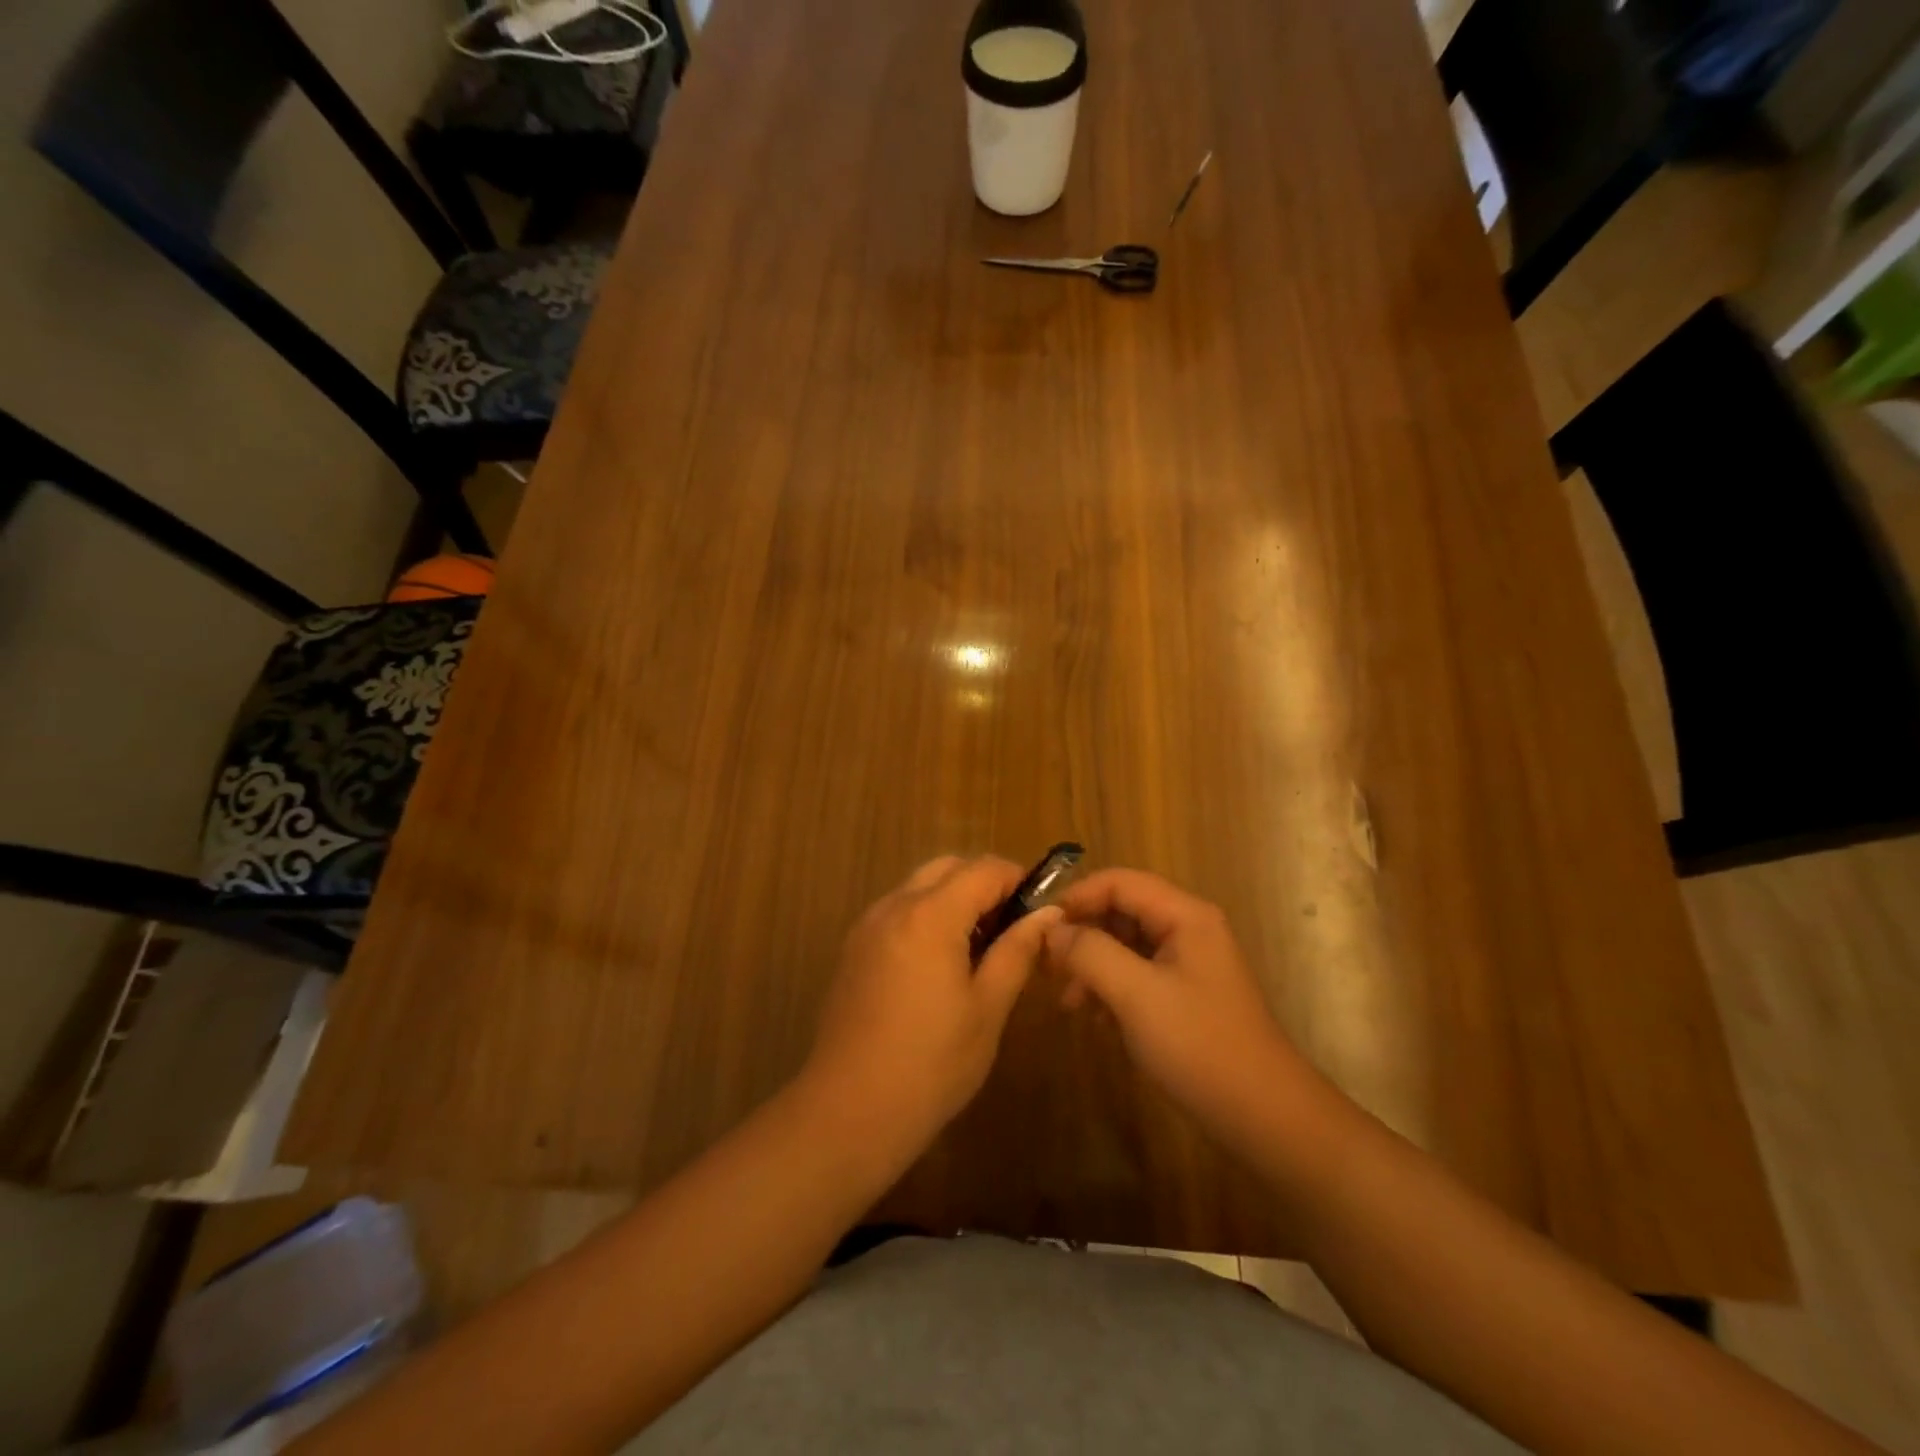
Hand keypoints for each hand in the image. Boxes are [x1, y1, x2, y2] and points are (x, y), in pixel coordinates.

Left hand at [805, 856, 1059, 1153]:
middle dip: (984, 884)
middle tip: (1012, 929)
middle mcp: (894, 906)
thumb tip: (1047, 913)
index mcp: (930, 915)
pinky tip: (940, 964)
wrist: (849, 1111)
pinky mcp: (854, 948)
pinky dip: (927, 916)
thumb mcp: (987, 1008)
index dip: (1018, 880)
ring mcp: (868, 926)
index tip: (1041, 910)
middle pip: (948, 868)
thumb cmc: (931, 1064)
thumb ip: (1017, 951)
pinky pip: (898, 911)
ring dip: (954, 899)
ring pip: (920, 886)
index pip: (984, 869)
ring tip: (979, 949)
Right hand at [1047, 868, 1306, 1141]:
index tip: (1040, 927)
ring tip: (1069, 1002)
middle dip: (1083, 935)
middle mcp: (1187, 929)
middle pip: (1121, 911)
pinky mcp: (1184, 995)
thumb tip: (1051, 930)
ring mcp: (1188, 963)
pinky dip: (1111, 988)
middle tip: (1048, 968)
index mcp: (1184, 915)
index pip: (1119, 882)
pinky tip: (1097, 1019)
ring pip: (1126, 945)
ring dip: (1093, 965)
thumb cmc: (1200, 1045)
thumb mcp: (1137, 995)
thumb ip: (1090, 953)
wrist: (1264, 1116)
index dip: (1077, 897)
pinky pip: (1137, 974)